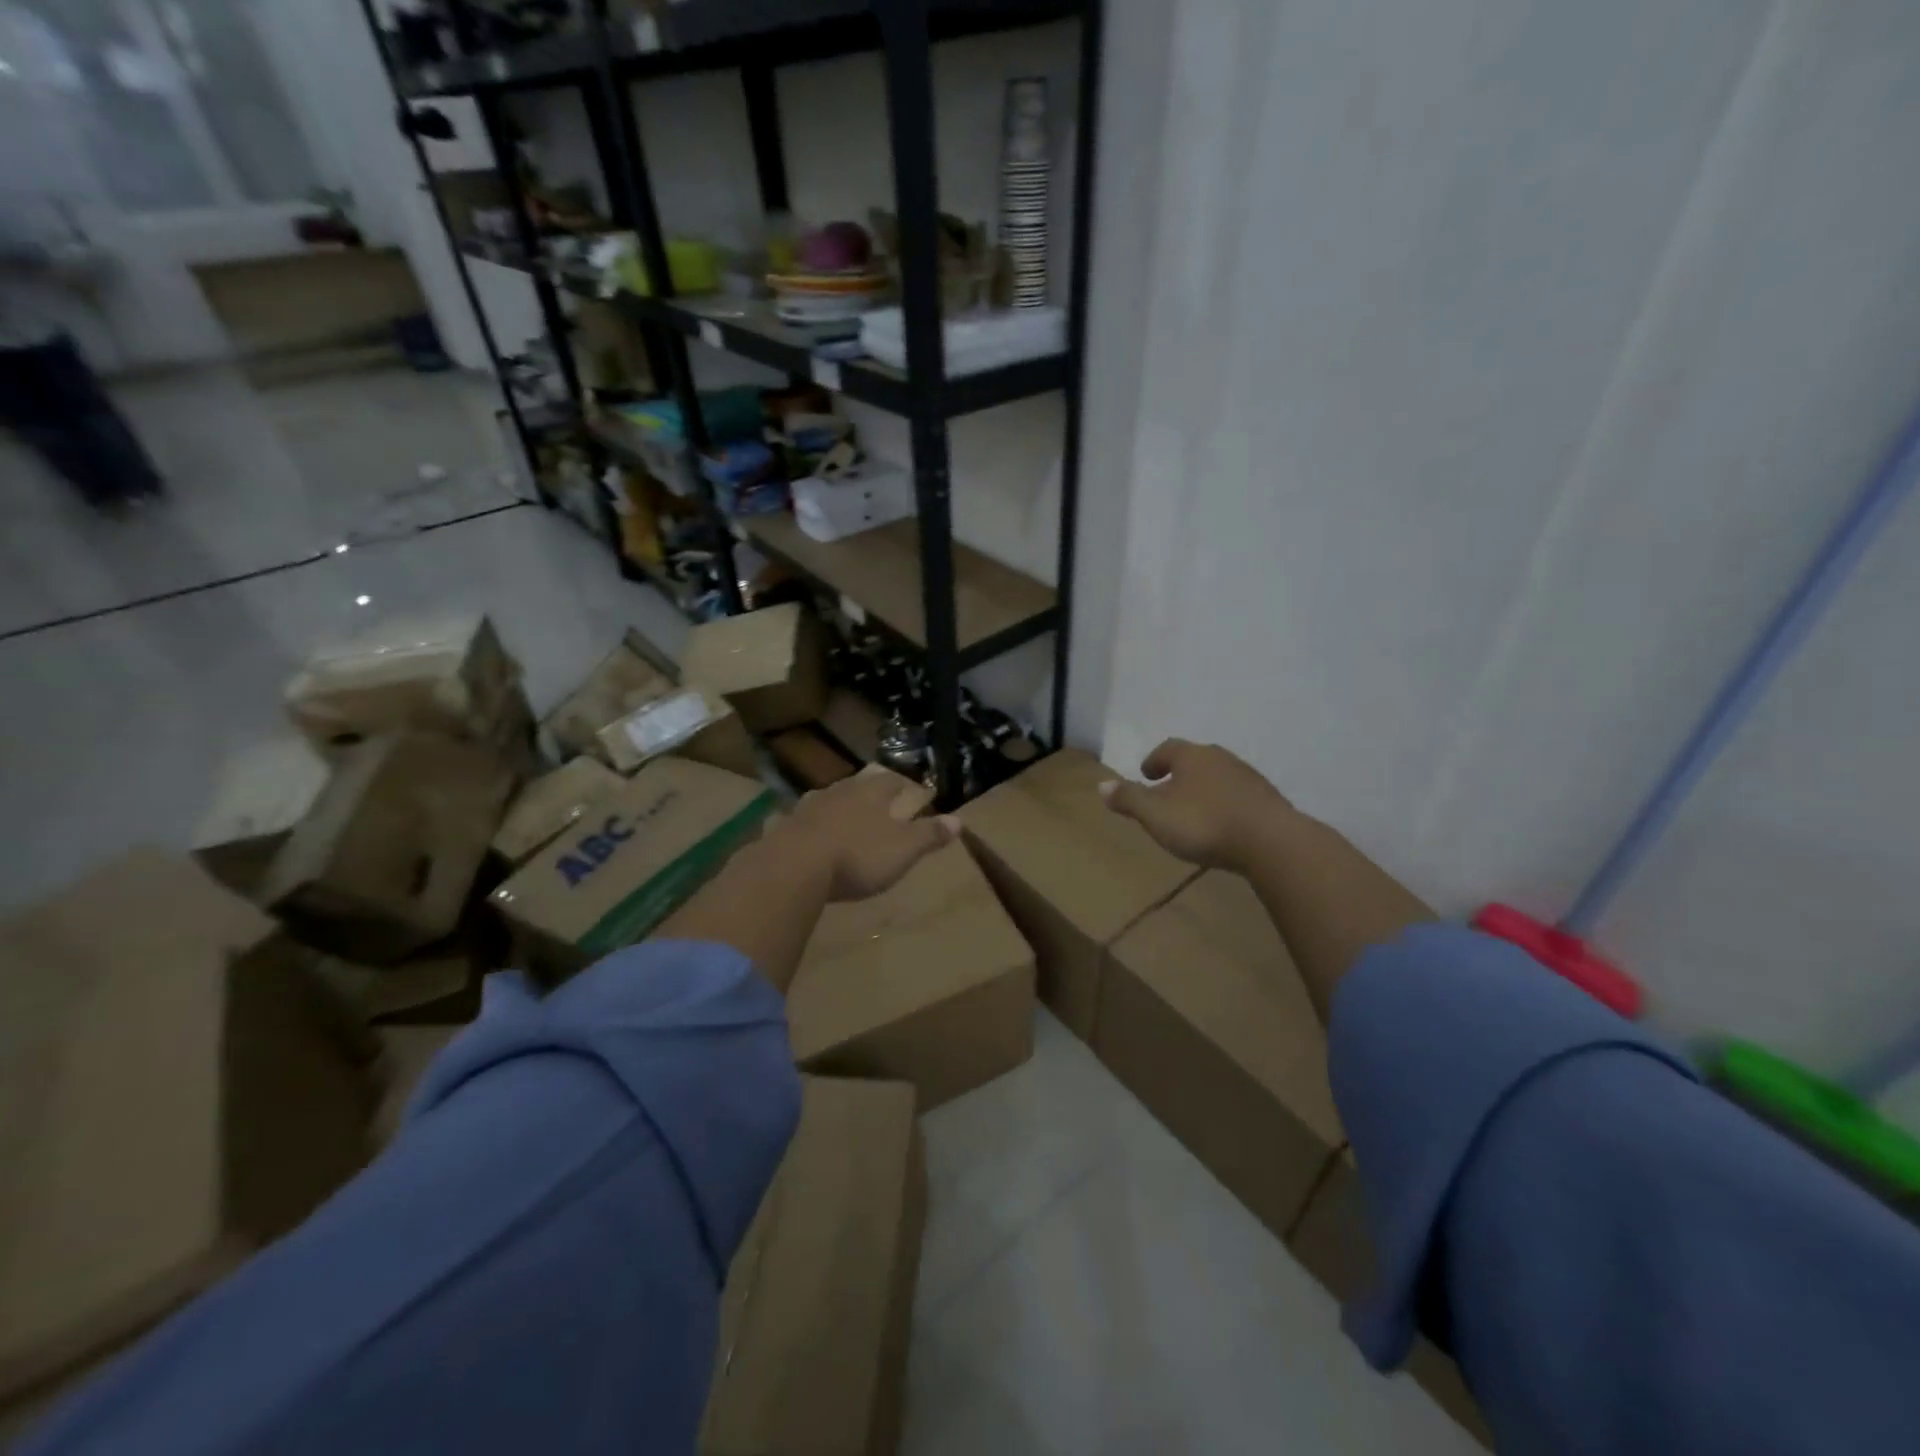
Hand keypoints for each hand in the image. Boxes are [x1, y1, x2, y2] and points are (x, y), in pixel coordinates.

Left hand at [784, 772, 957, 901]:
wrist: (794, 866)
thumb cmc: (858, 856)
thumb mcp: (903, 849)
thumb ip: (930, 835)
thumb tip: (959, 820)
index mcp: (872, 793)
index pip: (893, 781)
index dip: (906, 786)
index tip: (915, 792)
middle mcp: (841, 791)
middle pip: (860, 784)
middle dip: (871, 790)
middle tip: (880, 798)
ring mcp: (809, 807)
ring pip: (830, 798)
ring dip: (841, 805)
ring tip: (847, 815)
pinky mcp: (786, 826)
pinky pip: (802, 820)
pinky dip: (811, 824)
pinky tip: (809, 833)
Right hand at [1100, 739, 1294, 872]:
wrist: (1271, 842)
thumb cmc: (1204, 823)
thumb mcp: (1156, 815)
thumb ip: (1129, 799)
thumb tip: (1101, 785)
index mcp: (1191, 756)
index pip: (1167, 749)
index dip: (1154, 761)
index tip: (1146, 774)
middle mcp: (1220, 758)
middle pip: (1194, 760)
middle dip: (1179, 774)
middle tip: (1167, 791)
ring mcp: (1248, 777)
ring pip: (1218, 777)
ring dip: (1203, 790)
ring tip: (1193, 811)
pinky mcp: (1268, 799)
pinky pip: (1238, 796)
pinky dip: (1225, 805)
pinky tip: (1222, 825)